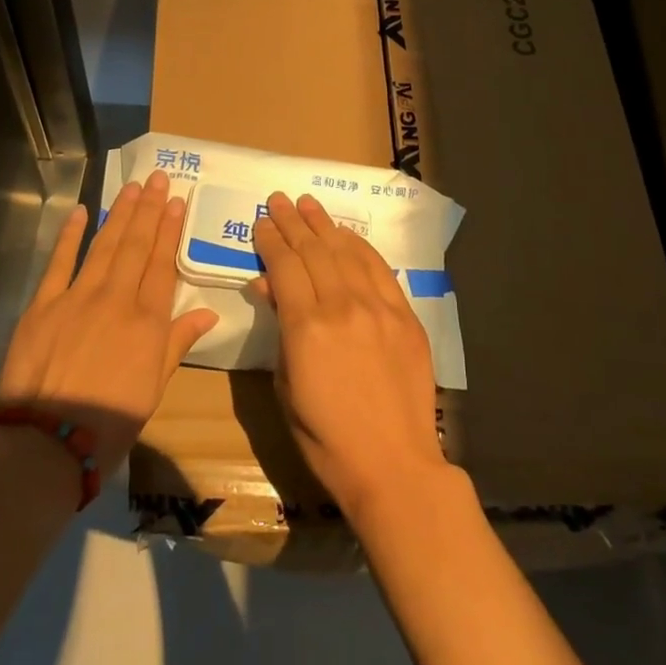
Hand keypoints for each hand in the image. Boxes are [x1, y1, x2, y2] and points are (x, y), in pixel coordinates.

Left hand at [0, 170, 218, 475]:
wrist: (47, 442)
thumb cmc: (110, 423)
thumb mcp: (154, 388)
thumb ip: (177, 344)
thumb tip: (208, 313)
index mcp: (147, 322)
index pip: (162, 264)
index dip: (169, 230)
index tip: (176, 201)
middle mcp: (116, 299)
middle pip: (136, 246)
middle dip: (149, 209)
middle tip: (157, 179)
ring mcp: (78, 297)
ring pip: (104, 245)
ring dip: (119, 214)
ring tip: (132, 188)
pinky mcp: (43, 304)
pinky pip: (59, 261)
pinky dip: (70, 234)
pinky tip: (81, 211)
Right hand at [253, 192, 450, 522]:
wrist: (393, 464)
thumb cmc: (326, 437)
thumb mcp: (286, 385)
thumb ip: (280, 329)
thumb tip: (270, 287)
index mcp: (307, 326)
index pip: (284, 266)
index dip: (271, 240)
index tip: (261, 221)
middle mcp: (343, 306)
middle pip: (313, 251)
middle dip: (293, 222)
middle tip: (278, 200)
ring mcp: (379, 308)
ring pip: (346, 252)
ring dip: (324, 225)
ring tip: (308, 204)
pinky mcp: (405, 316)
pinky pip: (379, 269)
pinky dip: (360, 247)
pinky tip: (346, 234)